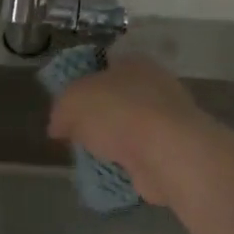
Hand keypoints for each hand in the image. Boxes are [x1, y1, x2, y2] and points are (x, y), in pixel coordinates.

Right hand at [46, 56, 205, 206]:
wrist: (166, 153)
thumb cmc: (117, 113)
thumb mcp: (71, 101)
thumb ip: (61, 109)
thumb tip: (59, 126)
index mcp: (132, 62)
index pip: (103, 65)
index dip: (81, 83)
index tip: (66, 105)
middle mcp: (155, 84)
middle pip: (116, 98)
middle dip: (96, 116)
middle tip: (74, 134)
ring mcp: (168, 118)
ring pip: (129, 127)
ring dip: (112, 142)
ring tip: (91, 157)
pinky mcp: (174, 150)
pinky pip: (141, 154)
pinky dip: (127, 163)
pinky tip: (111, 171)